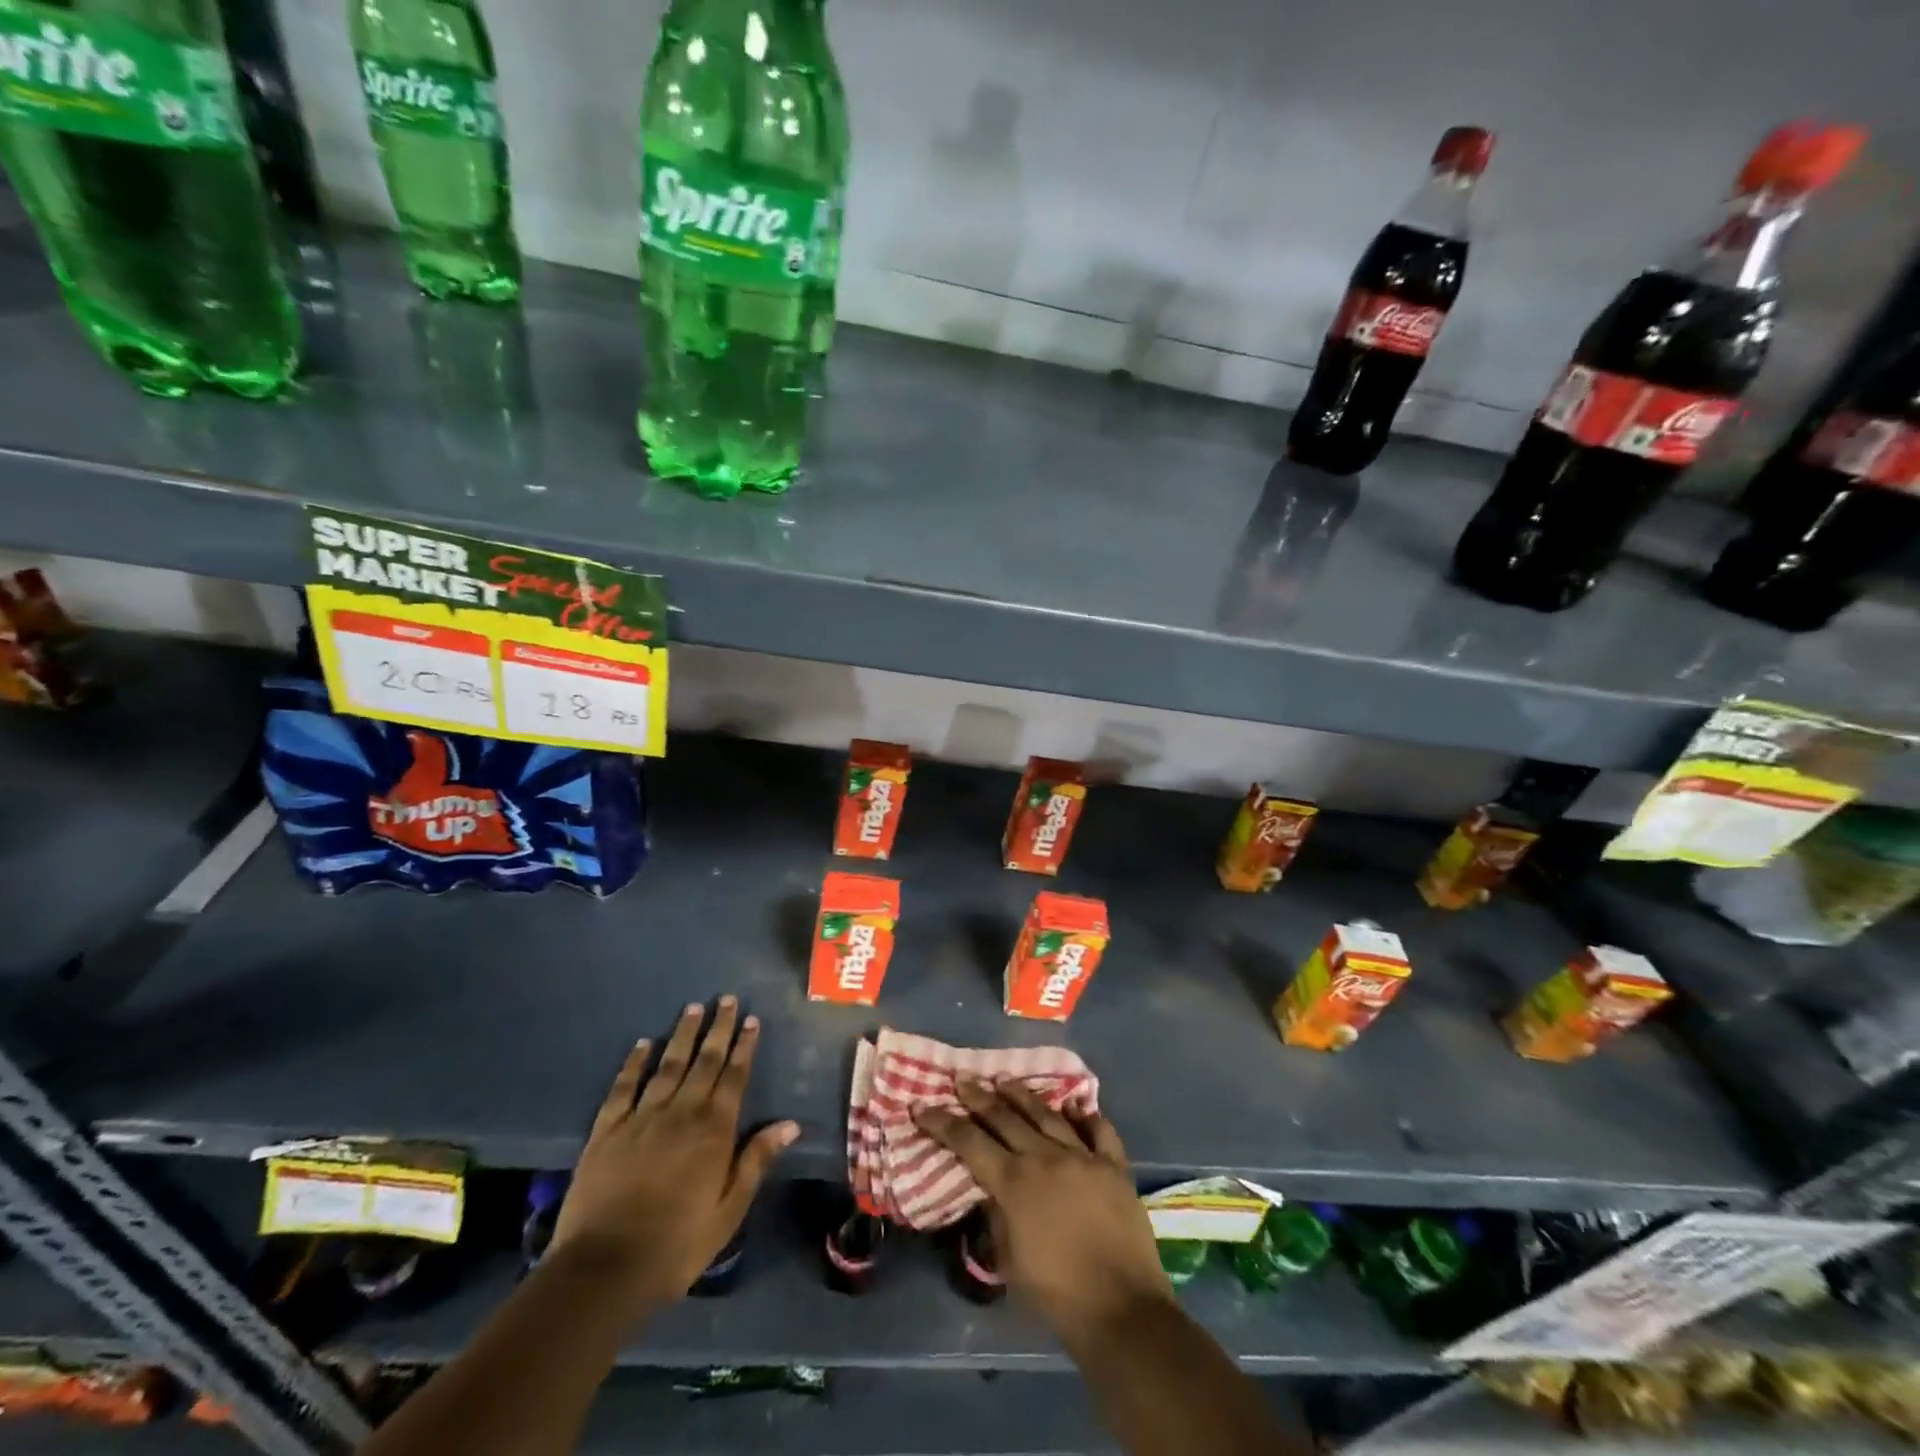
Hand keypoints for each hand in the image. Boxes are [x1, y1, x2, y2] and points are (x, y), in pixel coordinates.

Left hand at [550, 997, 797, 1312]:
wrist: (603, 1270)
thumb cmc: (676, 1245)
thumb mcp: (728, 1211)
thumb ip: (756, 1161)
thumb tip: (790, 1123)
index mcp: (714, 1131)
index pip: (734, 1077)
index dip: (744, 1046)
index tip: (750, 1019)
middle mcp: (681, 1113)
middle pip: (704, 1062)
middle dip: (717, 1028)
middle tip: (726, 999)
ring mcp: (641, 1118)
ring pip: (667, 1066)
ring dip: (682, 1035)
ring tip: (692, 1008)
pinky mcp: (606, 1131)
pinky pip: (623, 1088)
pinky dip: (634, 1063)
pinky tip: (643, 1044)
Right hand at [915, 1080, 1174, 1344]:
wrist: (1122, 1311)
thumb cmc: (1057, 1295)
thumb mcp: (1010, 1262)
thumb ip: (997, 1217)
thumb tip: (992, 1190)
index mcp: (1015, 1183)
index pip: (969, 1142)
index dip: (942, 1123)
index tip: (921, 1105)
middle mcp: (1045, 1158)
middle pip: (1005, 1117)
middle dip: (978, 1097)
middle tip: (962, 1079)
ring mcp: (1083, 1157)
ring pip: (1047, 1114)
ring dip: (1022, 1095)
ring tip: (1004, 1079)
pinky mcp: (1114, 1166)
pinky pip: (1099, 1131)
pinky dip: (1086, 1116)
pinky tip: (1075, 1105)